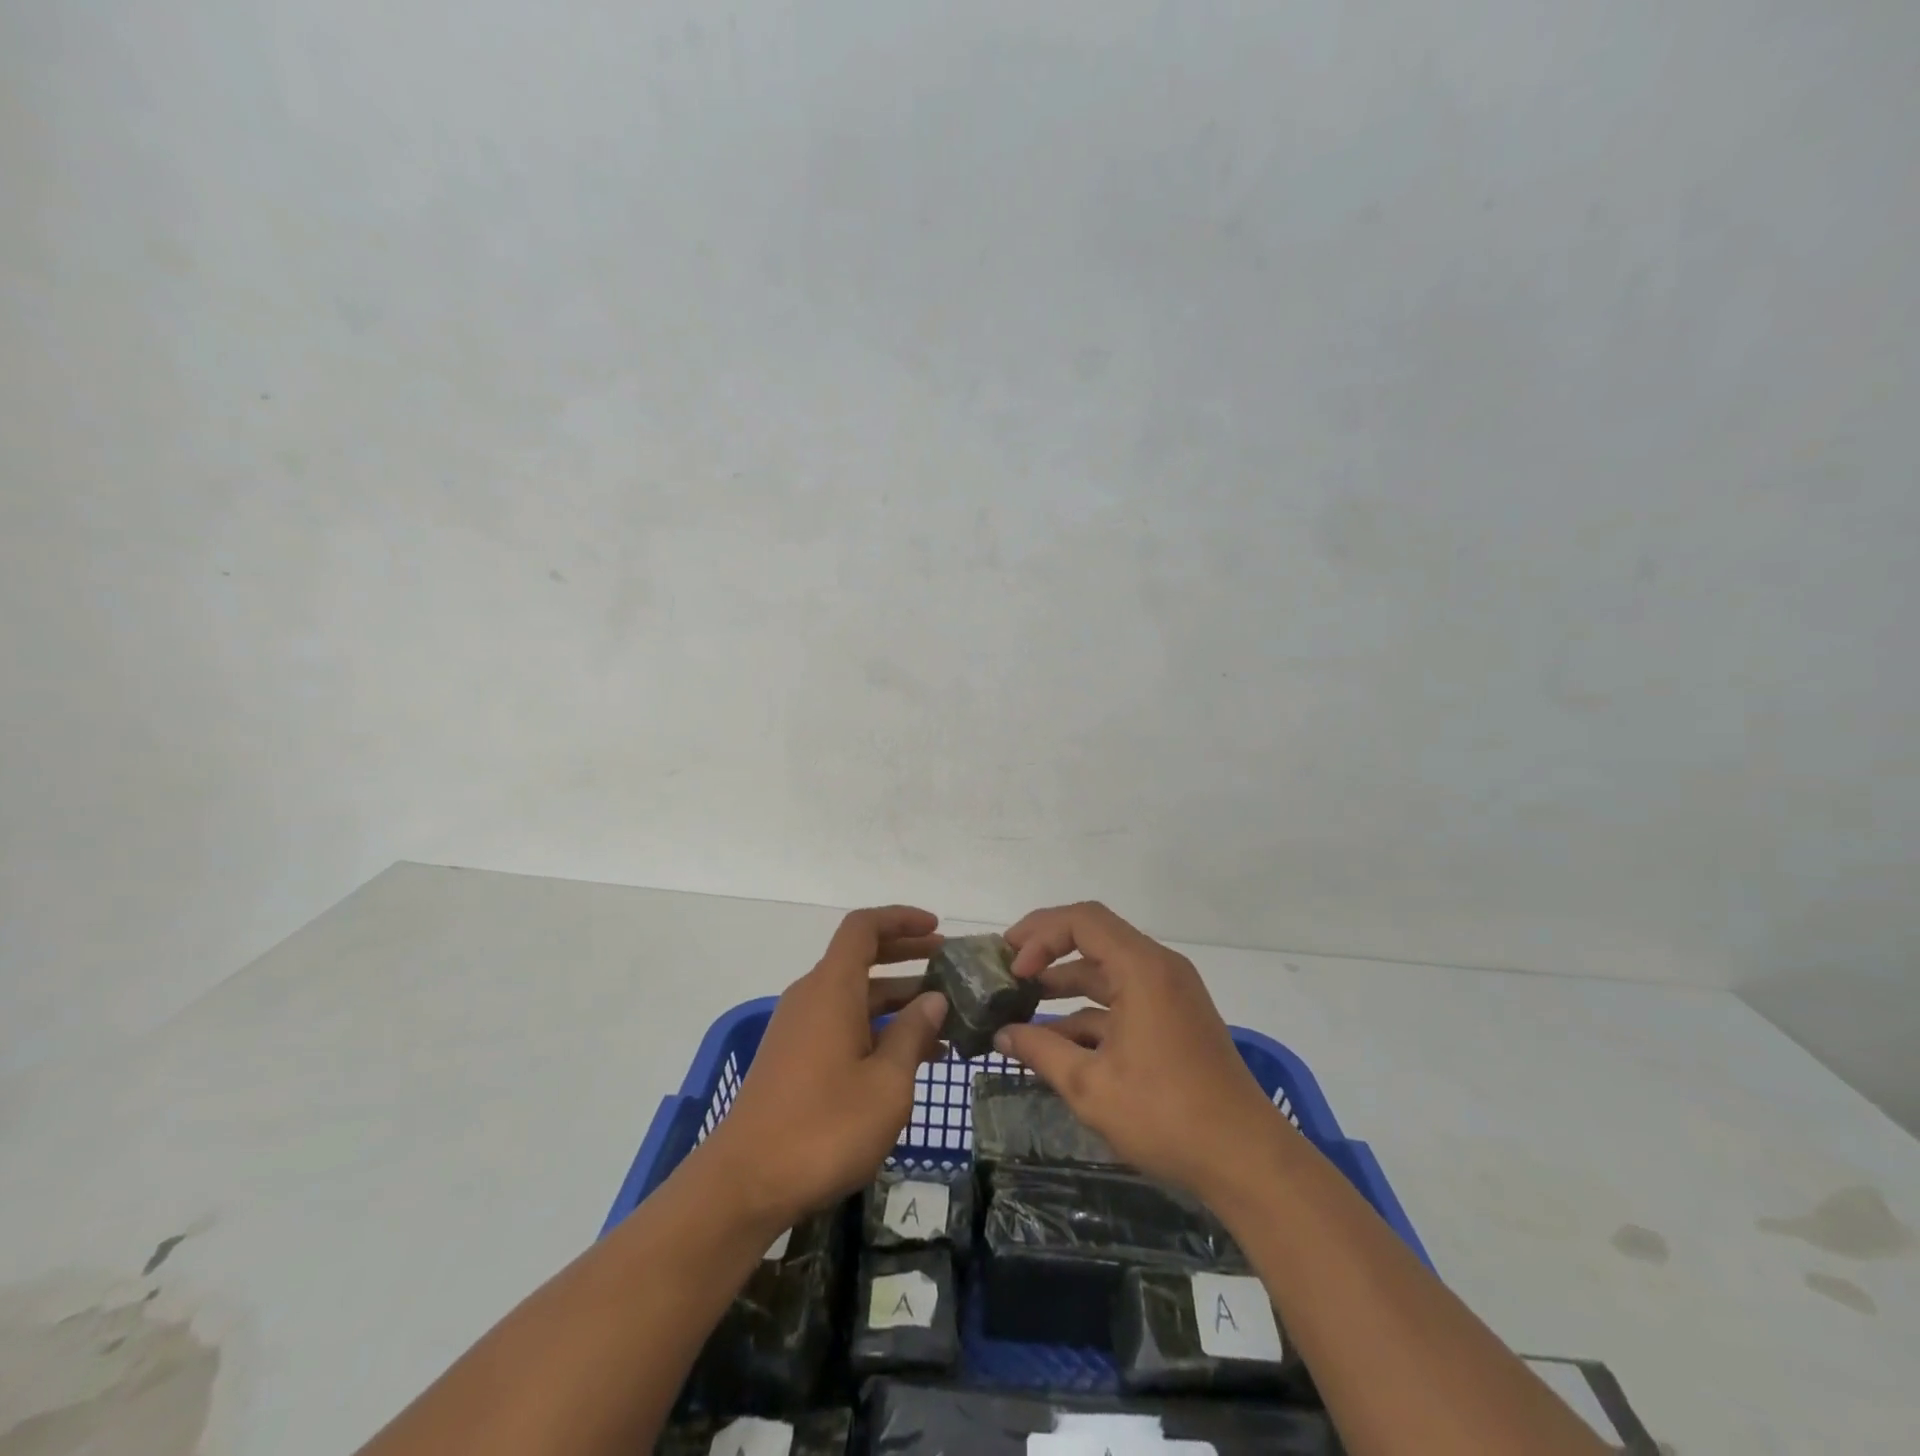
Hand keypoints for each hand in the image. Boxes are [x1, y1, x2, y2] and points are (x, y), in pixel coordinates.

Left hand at [701, 906, 948, 1227]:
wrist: (745, 1184)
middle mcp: (812, 997)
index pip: (864, 928)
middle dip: (905, 954)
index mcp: (832, 988)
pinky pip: (842, 1023)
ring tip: (943, 1018)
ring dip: (896, 998)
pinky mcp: (794, 1058)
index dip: (901, 919)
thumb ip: (912, 1034)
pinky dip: (876, 1026)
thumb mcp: (886, 1084)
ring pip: (855, 995)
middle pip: (860, 957)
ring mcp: (800, 1028)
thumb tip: (933, 999)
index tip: (937, 927)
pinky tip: (909, 1058)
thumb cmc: (824, 1127)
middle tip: (948, 964)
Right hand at [995, 902, 1283, 1201]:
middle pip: (1094, 936)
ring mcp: (1170, 993)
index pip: (1082, 920)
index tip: (1013, 969)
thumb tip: (1001, 1035)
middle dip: (1048, 948)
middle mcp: (1159, 968)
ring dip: (1067, 982)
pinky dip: (1091, 1009)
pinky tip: (1060, 1039)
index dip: (1040, 934)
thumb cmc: (1165, 1114)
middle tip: (1009, 968)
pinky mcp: (1175, 1018)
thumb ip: (1040, 1052)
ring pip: (1108, 969)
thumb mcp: (1090, 1086)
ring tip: (1024, 1002)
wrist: (1245, 1159)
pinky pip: (1125, 996)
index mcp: (1142, 968)